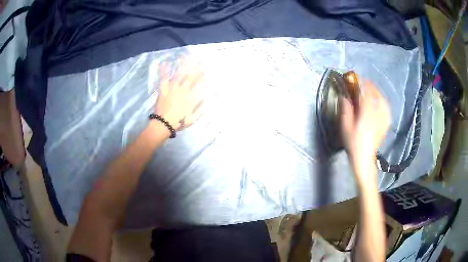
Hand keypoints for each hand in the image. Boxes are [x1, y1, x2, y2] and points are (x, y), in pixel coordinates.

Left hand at [155, 58, 204, 130]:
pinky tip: (164, 63)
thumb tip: (206, 97)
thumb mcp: (194, 118)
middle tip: (199, 59)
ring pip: (179, 74)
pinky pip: (164, 78)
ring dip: (182, 65)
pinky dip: (164, 70)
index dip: (203, 75)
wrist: (165, 123)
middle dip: (196, 67)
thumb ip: (201, 107)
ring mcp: (173, 88)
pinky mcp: (164, 90)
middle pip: (191, 76)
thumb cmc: (180, 122)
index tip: (206, 68)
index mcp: (192, 96)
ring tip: (185, 56)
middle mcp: (184, 90)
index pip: (199, 83)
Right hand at [340, 81, 390, 165]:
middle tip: (366, 84)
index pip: (367, 93)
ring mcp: (383, 120)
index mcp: (367, 114)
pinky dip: (383, 104)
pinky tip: (380, 105)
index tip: (357, 79)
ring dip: (378, 94)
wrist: (364, 160)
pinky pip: (387, 110)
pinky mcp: (385, 125)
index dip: (362, 84)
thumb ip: (346, 111)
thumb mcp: (346, 128)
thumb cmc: (353, 144)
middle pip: (378, 96)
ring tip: (373, 93)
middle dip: (372, 88)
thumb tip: (345, 97)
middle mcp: (378, 115)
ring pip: (384, 102)